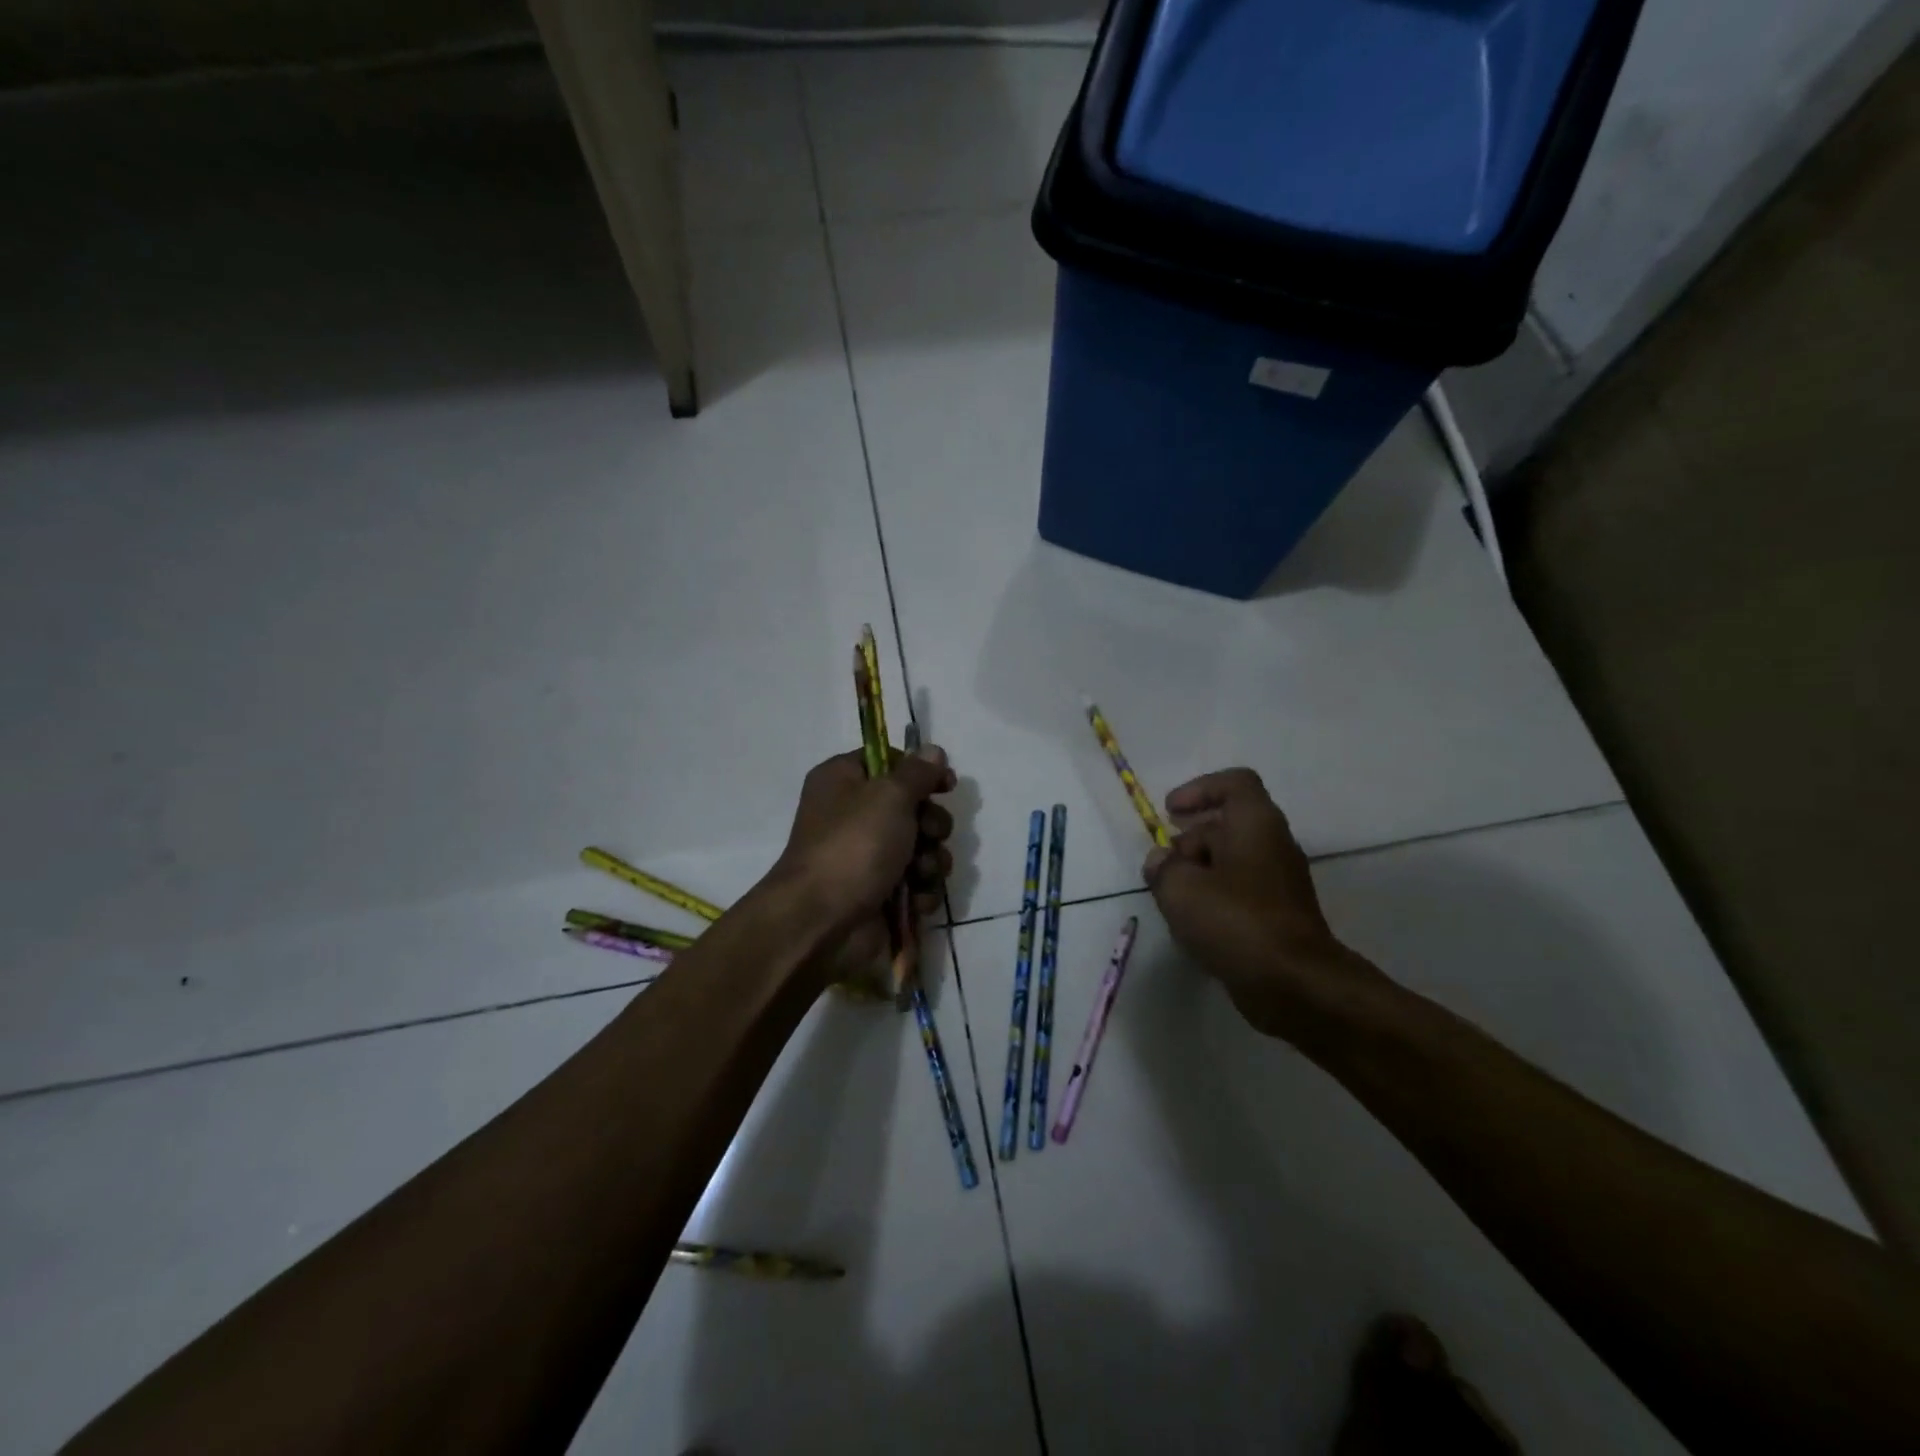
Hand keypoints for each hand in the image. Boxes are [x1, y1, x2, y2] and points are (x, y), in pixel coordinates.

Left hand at [773, 744, 955, 986]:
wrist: (823, 923)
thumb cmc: (853, 846)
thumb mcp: (889, 796)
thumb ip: (918, 772)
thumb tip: (933, 750)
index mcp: (843, 781)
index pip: (888, 761)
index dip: (920, 771)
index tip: (946, 784)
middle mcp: (853, 815)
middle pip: (912, 807)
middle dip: (932, 824)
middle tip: (930, 834)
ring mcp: (867, 857)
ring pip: (921, 848)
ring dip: (931, 860)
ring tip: (921, 873)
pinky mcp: (880, 893)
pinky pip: (915, 883)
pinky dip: (921, 890)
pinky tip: (915, 899)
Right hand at [1143, 768, 1387, 1048]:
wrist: (1296, 984)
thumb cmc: (1236, 922)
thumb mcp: (1181, 889)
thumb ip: (1163, 868)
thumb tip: (1160, 861)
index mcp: (1256, 824)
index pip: (1234, 784)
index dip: (1199, 790)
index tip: (1170, 812)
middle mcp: (1273, 844)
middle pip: (1227, 825)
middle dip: (1190, 841)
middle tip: (1164, 867)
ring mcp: (1279, 882)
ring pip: (1232, 861)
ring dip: (1198, 873)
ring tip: (1172, 900)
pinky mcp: (1279, 915)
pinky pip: (1240, 891)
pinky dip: (1214, 899)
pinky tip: (1193, 926)